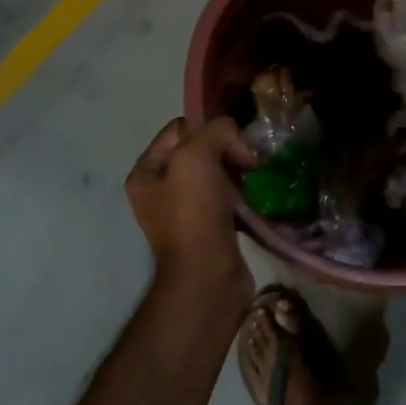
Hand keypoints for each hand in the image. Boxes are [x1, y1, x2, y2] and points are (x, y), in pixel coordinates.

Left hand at [126, 117, 256, 296]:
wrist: (207, 277)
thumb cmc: (194, 213)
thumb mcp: (196, 156)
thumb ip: (215, 131)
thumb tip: (235, 138)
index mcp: (146, 172)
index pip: (180, 128)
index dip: (208, 127)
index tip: (234, 141)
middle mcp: (161, 190)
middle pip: (201, 151)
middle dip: (228, 150)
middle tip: (250, 162)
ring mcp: (185, 212)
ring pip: (219, 174)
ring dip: (239, 173)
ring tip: (258, 178)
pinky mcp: (210, 229)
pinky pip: (229, 199)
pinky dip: (244, 195)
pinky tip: (258, 197)